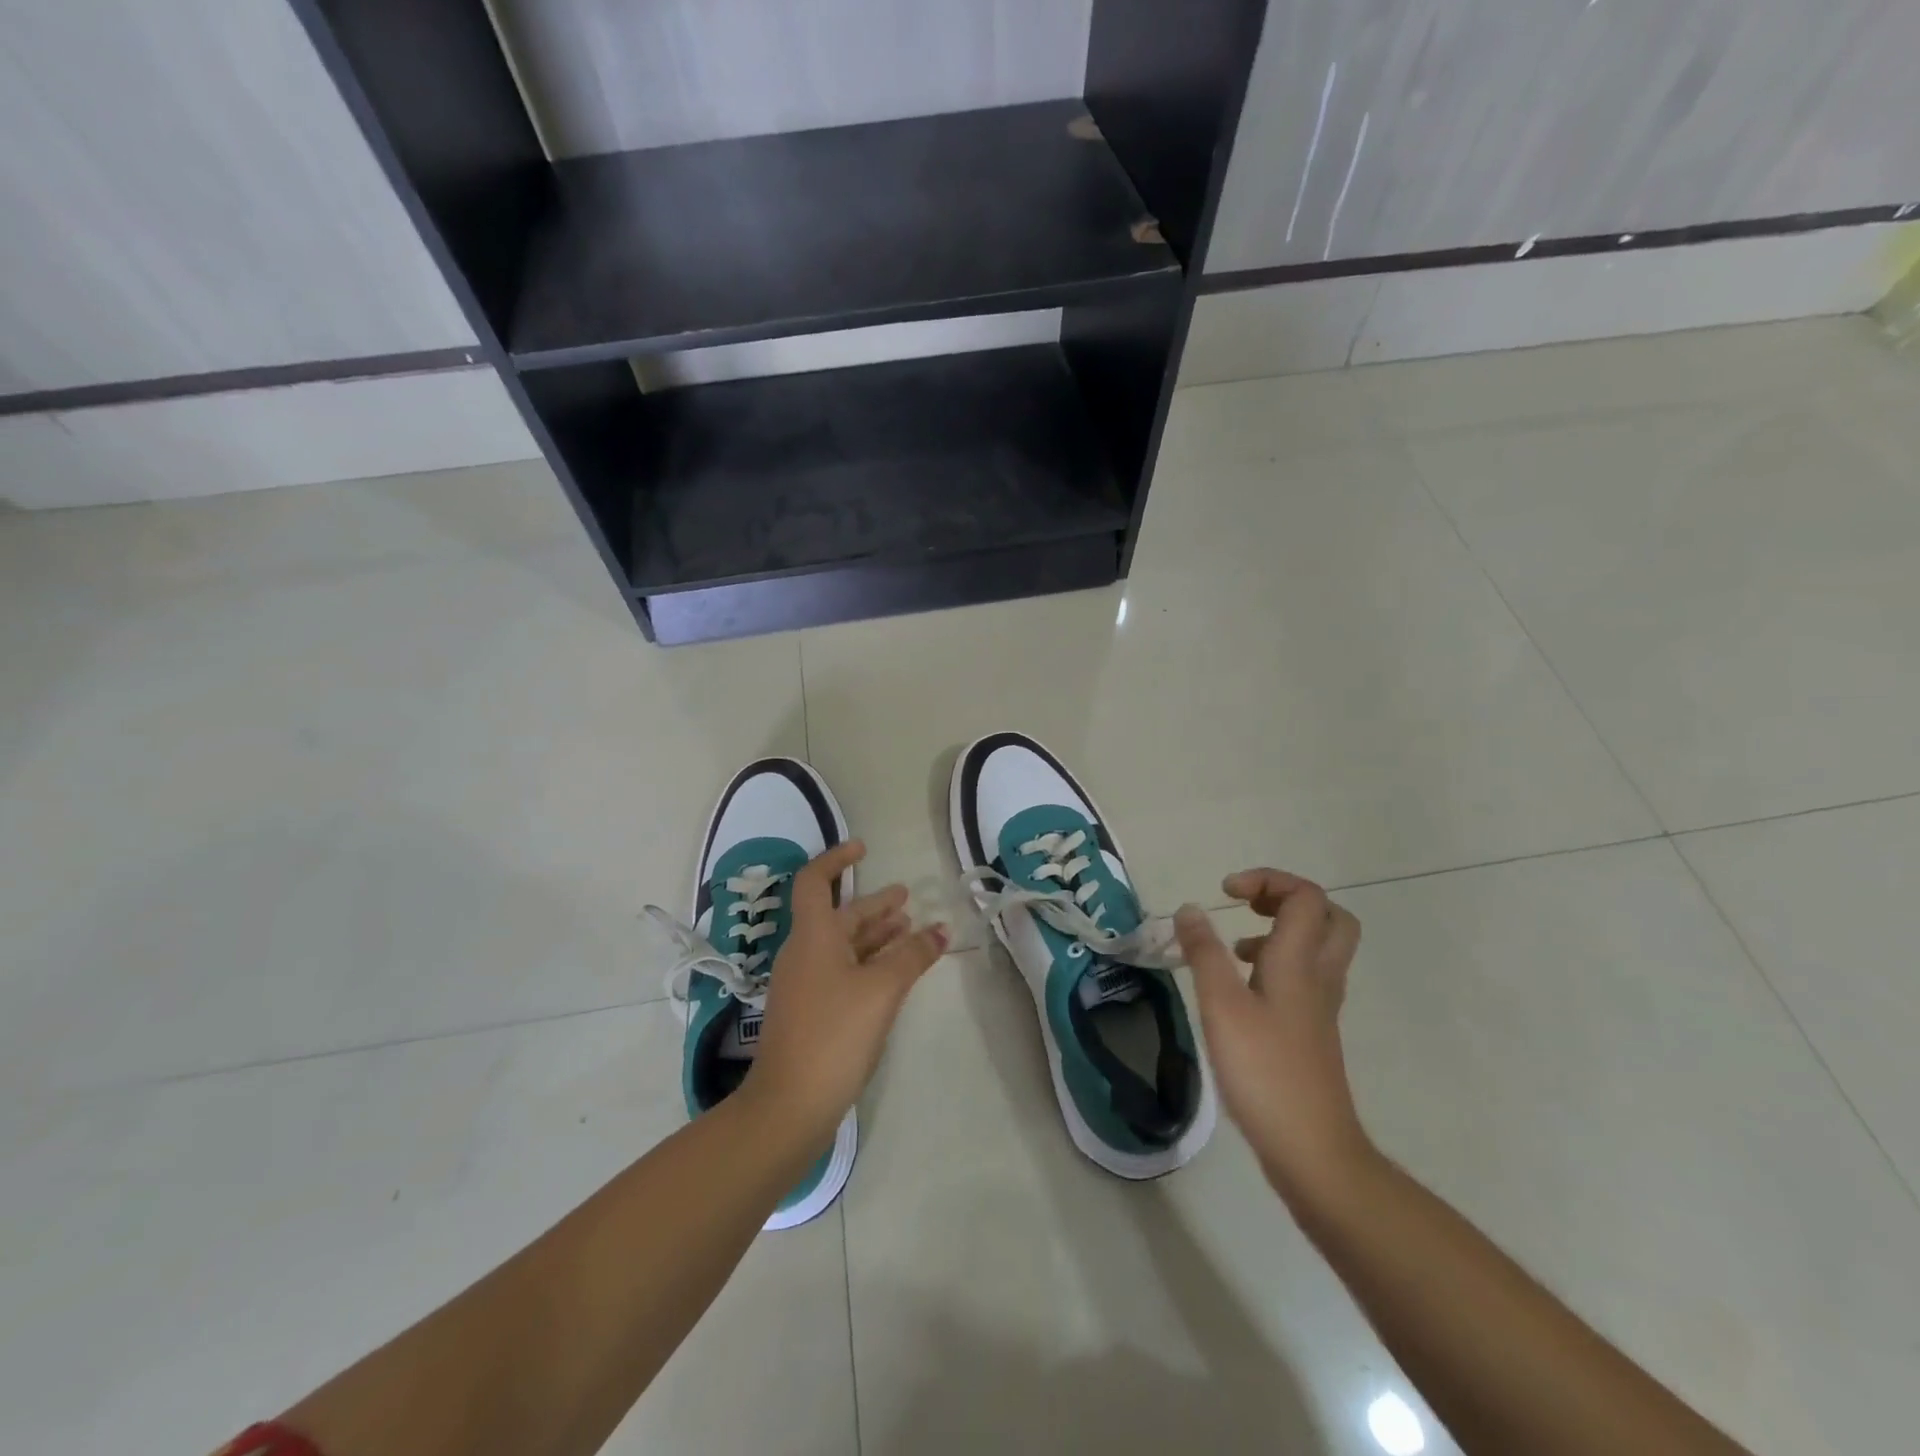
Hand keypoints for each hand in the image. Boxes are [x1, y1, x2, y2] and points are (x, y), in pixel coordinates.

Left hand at [743, 841, 947, 1150]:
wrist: (789, 1105)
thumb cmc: (834, 1033)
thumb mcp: (881, 989)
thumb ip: (913, 955)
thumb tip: (941, 930)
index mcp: (813, 937)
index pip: (815, 881)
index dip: (836, 860)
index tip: (863, 849)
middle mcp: (804, 954)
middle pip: (839, 917)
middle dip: (873, 906)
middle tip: (907, 898)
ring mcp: (805, 985)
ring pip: (843, 946)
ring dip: (876, 935)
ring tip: (910, 930)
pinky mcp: (812, 1012)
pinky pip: (843, 971)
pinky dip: (869, 963)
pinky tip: (894, 972)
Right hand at [1175, 870, 1370, 1201]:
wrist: (1313, 1150)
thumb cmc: (1264, 1072)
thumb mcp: (1222, 1006)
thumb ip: (1205, 953)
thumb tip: (1190, 908)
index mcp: (1300, 962)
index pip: (1306, 897)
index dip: (1268, 880)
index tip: (1226, 893)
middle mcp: (1319, 977)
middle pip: (1329, 917)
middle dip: (1288, 899)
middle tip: (1248, 907)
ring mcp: (1320, 1007)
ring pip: (1320, 948)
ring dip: (1282, 931)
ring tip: (1236, 948)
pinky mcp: (1312, 1031)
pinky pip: (1305, 977)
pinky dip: (1278, 964)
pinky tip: (1242, 989)